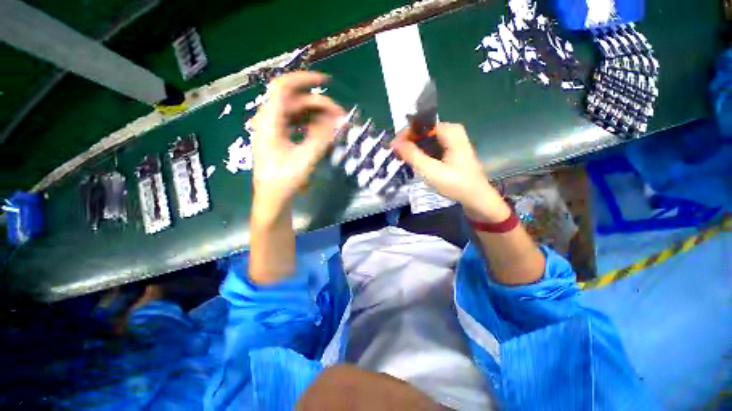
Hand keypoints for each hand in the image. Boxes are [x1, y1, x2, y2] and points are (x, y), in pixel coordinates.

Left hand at [250, 71, 343, 210]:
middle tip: (340, 117)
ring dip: (316, 115)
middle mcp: (269, 119)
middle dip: (319, 104)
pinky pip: (296, 123)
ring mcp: (273, 128)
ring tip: (334, 125)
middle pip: (295, 100)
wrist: (272, 197)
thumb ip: (322, 137)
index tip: (326, 81)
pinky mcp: (279, 136)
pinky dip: (310, 124)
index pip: (282, 86)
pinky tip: (322, 132)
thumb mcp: (306, 159)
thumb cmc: (285, 180)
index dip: (303, 79)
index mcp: (270, 121)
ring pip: (297, 112)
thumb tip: (337, 120)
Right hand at [391, 122, 509, 221]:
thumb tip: (394, 143)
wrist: (477, 198)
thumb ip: (412, 155)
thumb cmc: (456, 184)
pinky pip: (431, 147)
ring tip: (402, 161)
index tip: (393, 148)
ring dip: (414, 150)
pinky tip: (415, 163)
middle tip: (397, 157)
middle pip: (423, 132)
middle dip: (408, 143)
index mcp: (450, 131)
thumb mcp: (431, 170)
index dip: (405, 135)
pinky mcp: (451, 151)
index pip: (420, 125)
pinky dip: (422, 154)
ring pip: (426, 140)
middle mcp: (452, 131)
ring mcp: (452, 141)